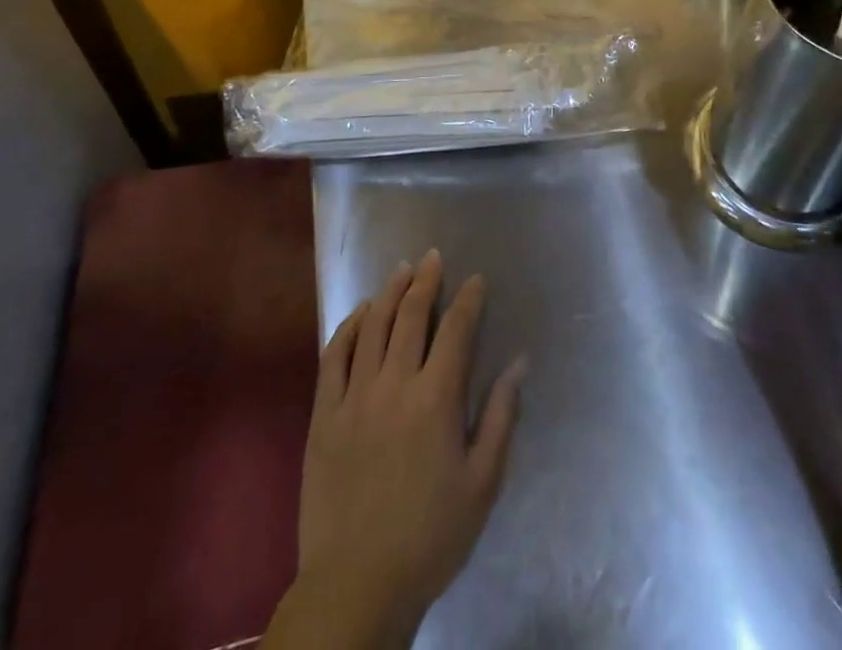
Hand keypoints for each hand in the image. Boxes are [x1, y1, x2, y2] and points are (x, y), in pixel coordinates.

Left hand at [276, 251, 525, 647]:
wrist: (357, 585)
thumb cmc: (431, 536)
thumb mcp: (483, 483)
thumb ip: (500, 417)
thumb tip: (518, 363)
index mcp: (436, 399)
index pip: (456, 330)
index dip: (469, 299)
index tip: (476, 280)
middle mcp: (395, 384)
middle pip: (412, 315)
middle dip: (427, 281)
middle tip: (433, 257)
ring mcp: (354, 396)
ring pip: (373, 326)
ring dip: (390, 292)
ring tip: (401, 270)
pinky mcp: (323, 415)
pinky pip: (334, 356)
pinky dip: (349, 327)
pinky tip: (361, 312)